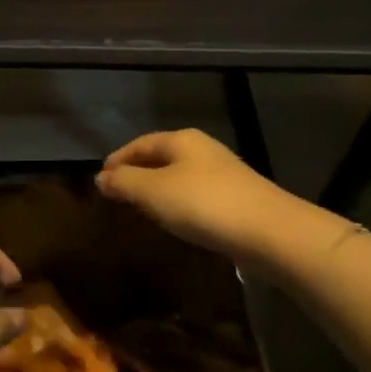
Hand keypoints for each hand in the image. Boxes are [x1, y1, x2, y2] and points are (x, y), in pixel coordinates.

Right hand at [96, 128, 338, 266]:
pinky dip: (177, 203)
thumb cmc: (204, 204)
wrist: (270, 232)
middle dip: (137, 172)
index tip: (101, 178)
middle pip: (161, 156)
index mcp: (181, 139)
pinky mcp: (236, 198)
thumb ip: (125, 183)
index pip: (140, 143)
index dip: (118, 159)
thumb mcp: (154, 192)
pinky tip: (175, 220)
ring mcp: (222, 173)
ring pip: (178, 176)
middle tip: (117, 193)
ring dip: (157, 189)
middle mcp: (202, 149)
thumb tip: (101, 177)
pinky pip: (195, 195)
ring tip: (140, 208)